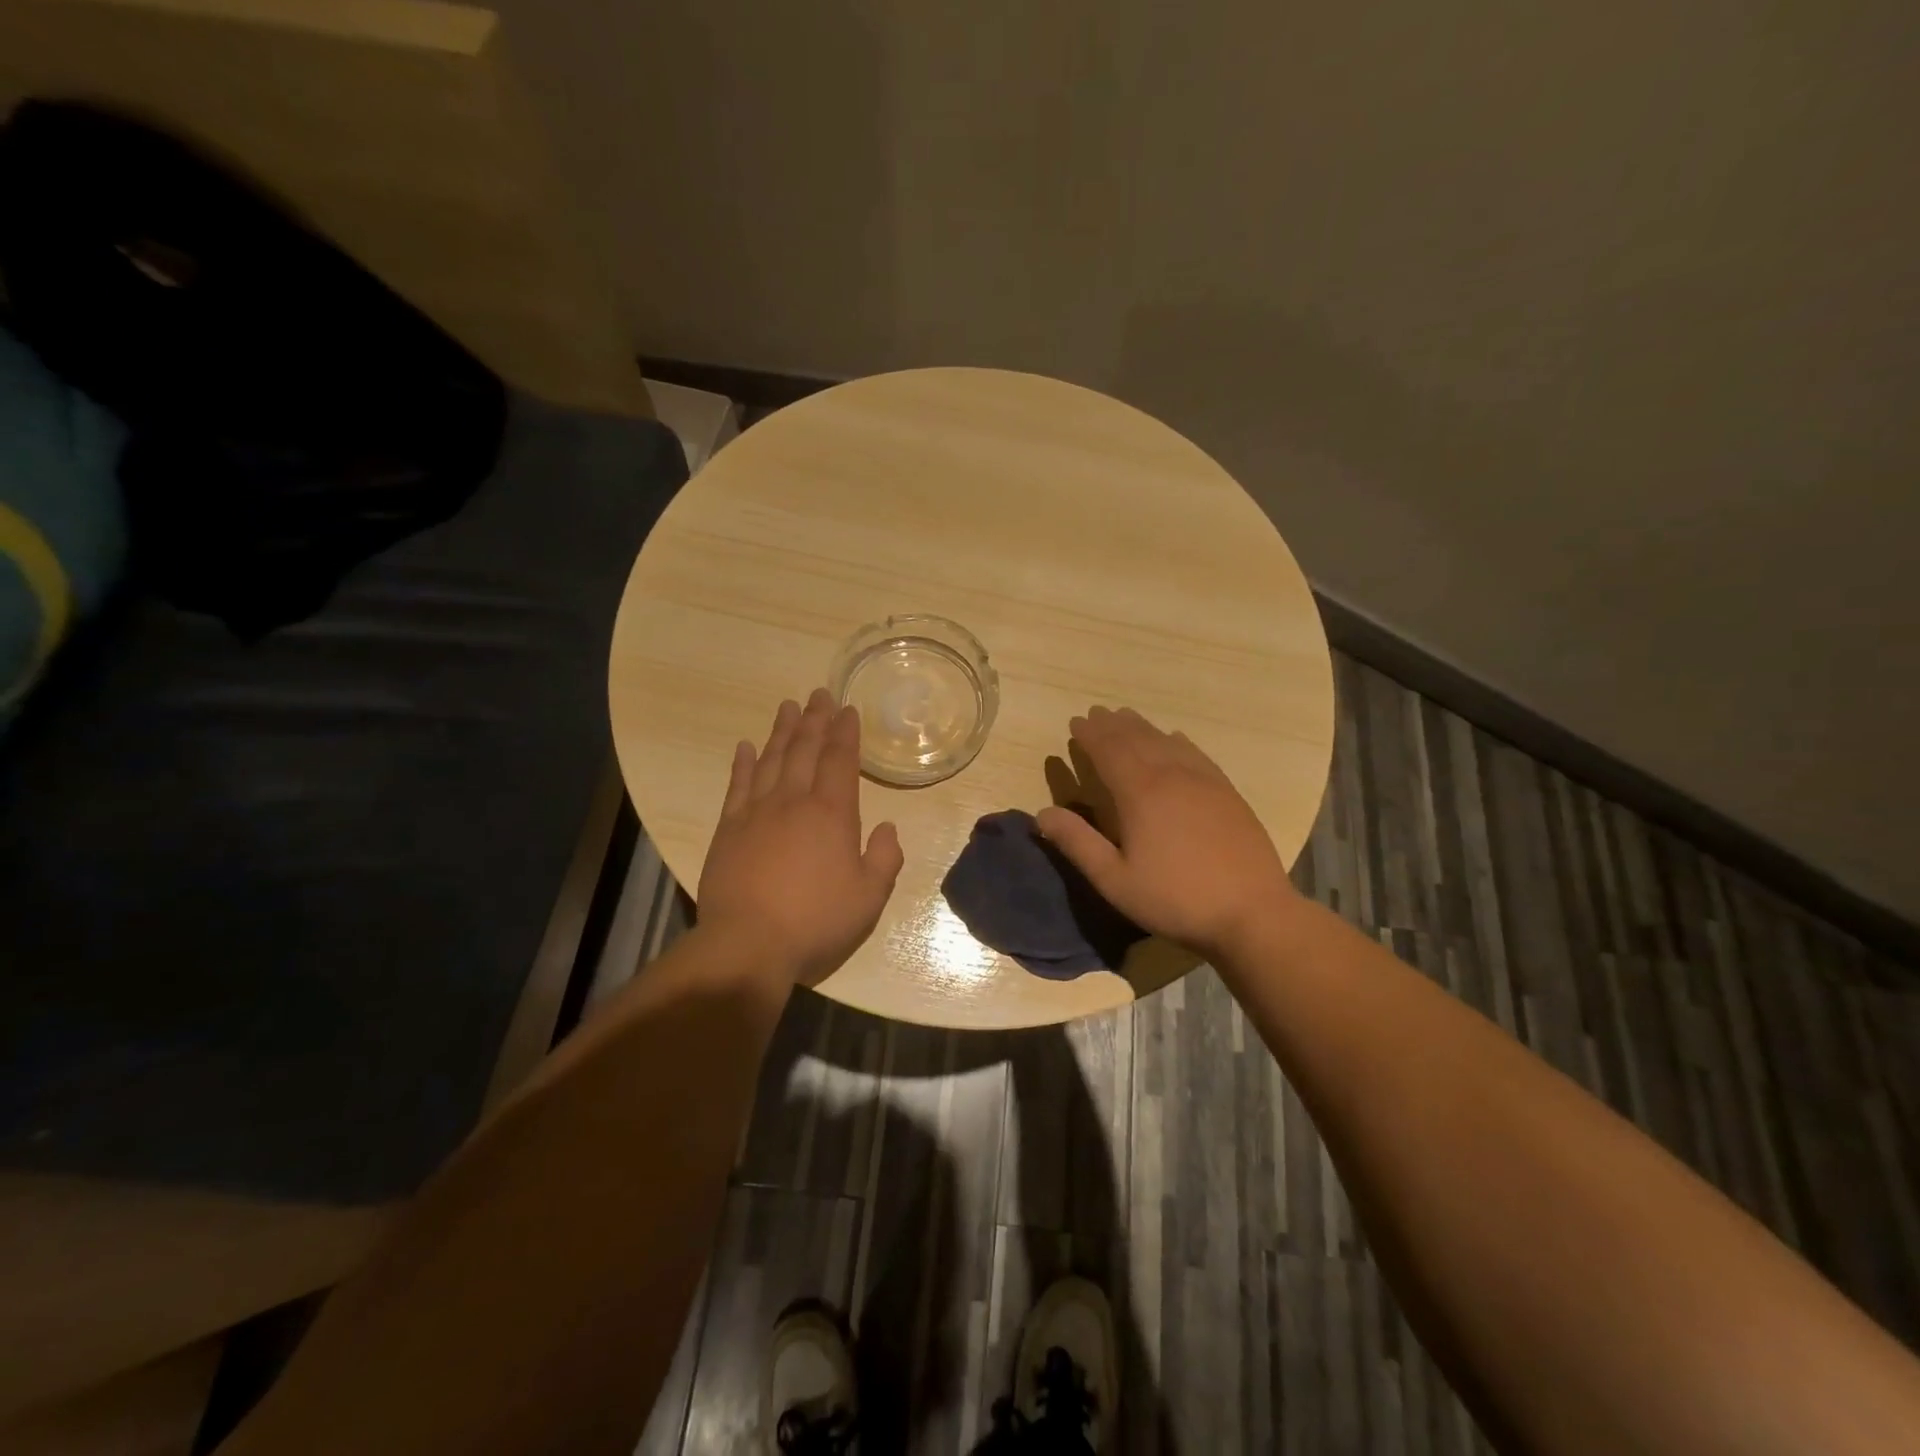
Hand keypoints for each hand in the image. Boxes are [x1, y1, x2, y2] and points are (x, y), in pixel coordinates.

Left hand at [697, 689, 904, 986]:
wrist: (748, 944)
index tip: (847, 709)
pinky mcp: (729, 829)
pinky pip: (738, 785)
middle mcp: (794, 802)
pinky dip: (744, 763)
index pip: (840, 761)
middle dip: (815, 720)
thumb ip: (884, 858)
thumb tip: (888, 827)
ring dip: (782, 732)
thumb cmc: (815, 921)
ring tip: (788, 707)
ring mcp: (756, 812)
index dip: (845, 733)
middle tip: (819, 693)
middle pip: (805, 750)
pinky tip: (747, 747)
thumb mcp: (868, 897)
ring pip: (772, 760)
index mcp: (832, 813)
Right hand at [1036, 706, 1297, 961]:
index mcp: (1140, 793)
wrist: (1252, 912)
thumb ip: (1078, 843)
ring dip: (1143, 727)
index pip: (1109, 751)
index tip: (1075, 723)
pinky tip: (1175, 738)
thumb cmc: (1175, 899)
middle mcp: (1172, 776)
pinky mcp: (1227, 792)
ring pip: (1166, 741)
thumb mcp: (1115, 880)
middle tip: (1097, 713)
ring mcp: (1204, 781)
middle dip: (1113, 725)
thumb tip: (1042, 813)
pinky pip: (1196, 753)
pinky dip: (1177, 741)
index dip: (1090, 735)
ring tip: (1127, 717)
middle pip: (1138, 739)